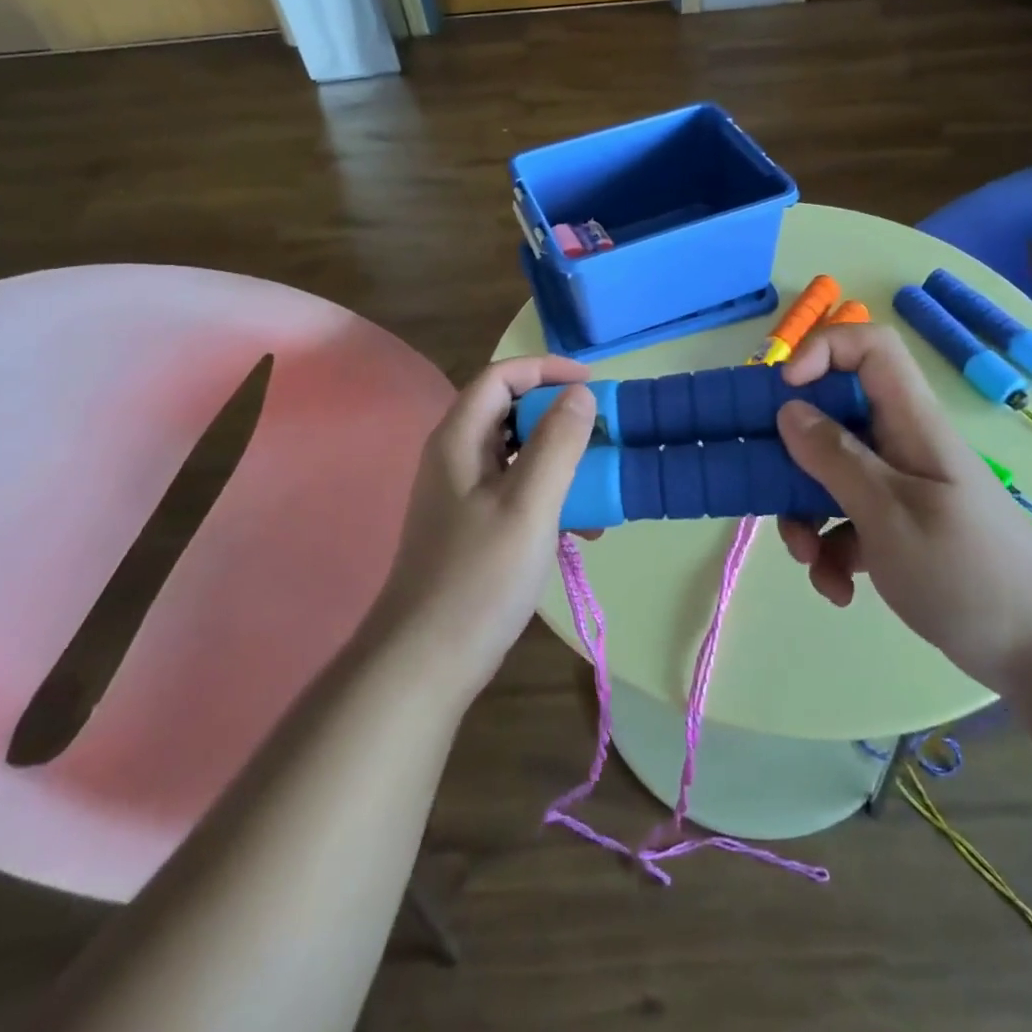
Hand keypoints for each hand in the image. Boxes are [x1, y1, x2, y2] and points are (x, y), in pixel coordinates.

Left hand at [374, 356, 596, 699]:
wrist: (426, 661)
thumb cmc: (480, 576)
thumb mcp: (529, 504)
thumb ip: (558, 443)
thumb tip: (580, 394)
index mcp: (459, 439)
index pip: (501, 376)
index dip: (546, 369)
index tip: (593, 384)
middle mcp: (456, 457)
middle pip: (511, 413)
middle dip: (561, 419)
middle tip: (605, 435)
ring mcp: (463, 494)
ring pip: (519, 455)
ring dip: (562, 463)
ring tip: (602, 489)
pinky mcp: (474, 527)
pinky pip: (518, 492)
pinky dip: (552, 497)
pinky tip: (583, 530)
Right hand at [774, 324, 1031, 689]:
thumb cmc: (968, 572)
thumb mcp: (889, 512)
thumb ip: (836, 458)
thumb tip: (789, 410)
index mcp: (911, 423)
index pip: (871, 349)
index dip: (823, 352)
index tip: (782, 392)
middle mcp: (902, 446)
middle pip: (834, 418)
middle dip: (794, 458)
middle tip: (770, 491)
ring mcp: (901, 489)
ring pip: (831, 476)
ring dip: (806, 516)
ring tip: (810, 564)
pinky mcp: (898, 530)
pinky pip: (848, 522)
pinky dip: (832, 552)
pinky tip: (838, 589)